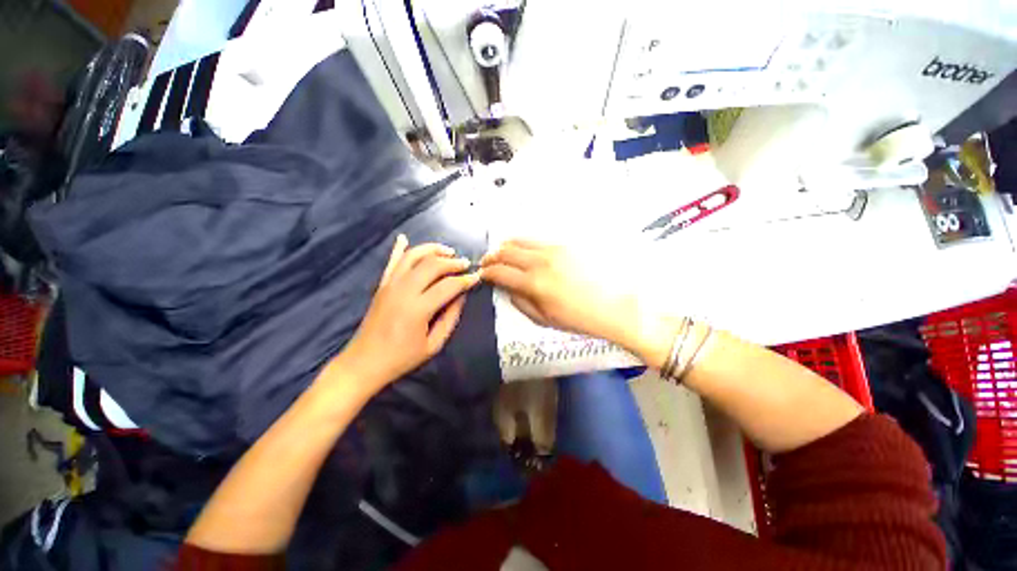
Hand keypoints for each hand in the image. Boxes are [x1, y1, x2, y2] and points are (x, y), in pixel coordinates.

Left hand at [335, 235, 479, 394]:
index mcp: (418, 309)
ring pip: (412, 256)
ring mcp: (390, 285)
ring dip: (432, 249)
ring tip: (447, 251)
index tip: (477, 277)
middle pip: (432, 265)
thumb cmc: (402, 358)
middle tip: (465, 264)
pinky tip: (405, 238)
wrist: (364, 362)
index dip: (465, 280)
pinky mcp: (381, 285)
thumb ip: (450, 318)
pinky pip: (391, 262)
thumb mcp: (434, 344)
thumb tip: (461, 296)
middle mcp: (403, 291)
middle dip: (452, 262)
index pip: (448, 286)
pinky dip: (399, 248)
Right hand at [480, 239, 642, 347]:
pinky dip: (525, 244)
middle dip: (492, 256)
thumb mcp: (544, 319)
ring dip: (506, 247)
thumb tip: (507, 289)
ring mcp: (554, 249)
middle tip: (488, 262)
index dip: (487, 272)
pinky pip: (538, 239)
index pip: (499, 271)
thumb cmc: (579, 319)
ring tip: (503, 253)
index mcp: (533, 283)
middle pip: (506, 251)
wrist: (615, 306)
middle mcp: (540, 261)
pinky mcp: (566, 244)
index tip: (483, 274)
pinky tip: (525, 251)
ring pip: (520, 240)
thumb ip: (520, 302)